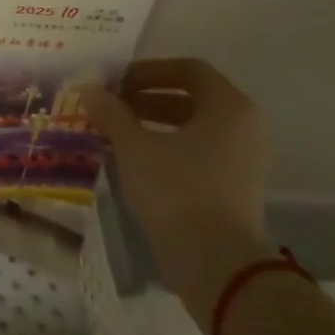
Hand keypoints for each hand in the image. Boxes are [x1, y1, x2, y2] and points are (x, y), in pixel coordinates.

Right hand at [81, 57, 273, 331]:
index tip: (116, 83)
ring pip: (192, 128)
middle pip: (190, 98)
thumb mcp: (134, 146)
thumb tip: (90, 89)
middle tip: (109, 107)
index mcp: (229, 107)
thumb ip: (112, 112)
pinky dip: (167, 149)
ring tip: (114, 133)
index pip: (188, 70)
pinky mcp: (235, 189)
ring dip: (152, 124)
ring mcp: (244, 160)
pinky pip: (198, 154)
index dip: (148, 71)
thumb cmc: (177, 191)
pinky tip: (133, 161)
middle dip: (145, 99)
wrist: (216, 264)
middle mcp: (244, 128)